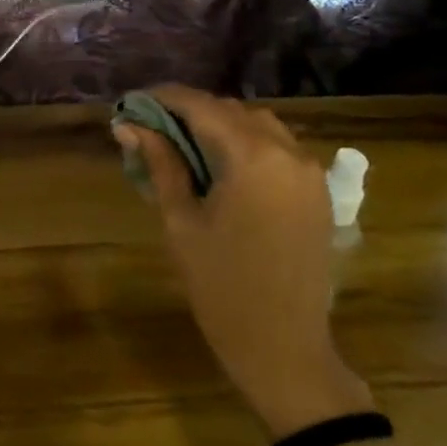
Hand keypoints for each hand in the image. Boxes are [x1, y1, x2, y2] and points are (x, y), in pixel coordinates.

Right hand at [113, 85, 370, 436]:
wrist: (284, 347)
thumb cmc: (221, 286)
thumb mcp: (180, 221)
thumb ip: (160, 164)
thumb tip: (128, 126)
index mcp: (253, 157)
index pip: (201, 106)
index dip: (162, 98)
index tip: (130, 103)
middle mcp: (289, 152)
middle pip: (231, 111)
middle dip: (189, 112)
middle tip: (149, 128)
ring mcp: (310, 172)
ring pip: (258, 126)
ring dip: (219, 126)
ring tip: (183, 146)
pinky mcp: (317, 192)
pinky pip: (279, 150)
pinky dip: (246, 145)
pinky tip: (221, 167)